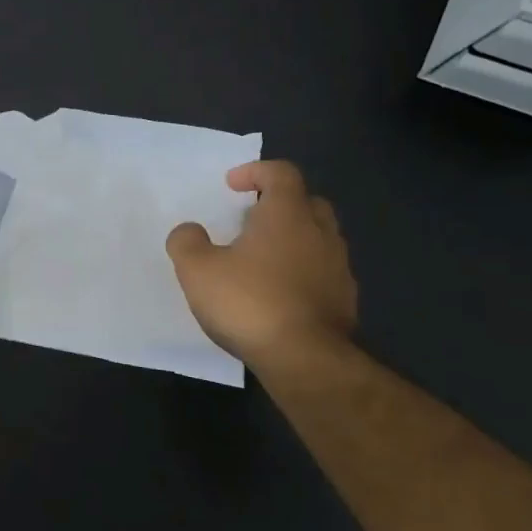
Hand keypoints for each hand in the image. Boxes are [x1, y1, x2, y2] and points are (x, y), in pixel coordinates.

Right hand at [166, 161, 357, 366]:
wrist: (305, 359)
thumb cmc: (248, 301)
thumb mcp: (197, 269)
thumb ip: (187, 242)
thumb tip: (190, 231)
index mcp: (288, 215)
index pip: (281, 173)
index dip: (256, 171)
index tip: (232, 185)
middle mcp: (320, 233)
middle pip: (307, 202)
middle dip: (279, 204)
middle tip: (250, 219)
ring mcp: (338, 268)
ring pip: (318, 238)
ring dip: (292, 240)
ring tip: (260, 260)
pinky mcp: (345, 301)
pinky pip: (322, 272)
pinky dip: (302, 272)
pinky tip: (278, 294)